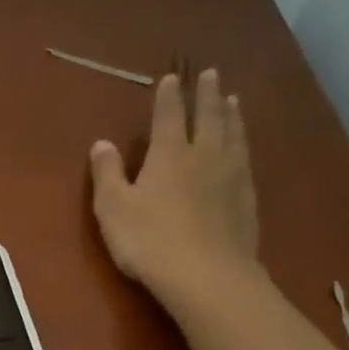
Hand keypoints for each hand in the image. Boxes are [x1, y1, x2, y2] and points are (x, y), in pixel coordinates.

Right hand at [89, 68, 260, 298]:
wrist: (206, 275)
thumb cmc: (150, 240)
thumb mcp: (113, 208)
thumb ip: (107, 173)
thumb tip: (101, 143)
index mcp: (169, 154)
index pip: (169, 115)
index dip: (168, 96)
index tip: (171, 78)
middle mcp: (204, 155)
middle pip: (209, 117)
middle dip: (207, 94)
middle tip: (211, 74)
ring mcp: (231, 177)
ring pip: (233, 135)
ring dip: (232, 115)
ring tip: (234, 100)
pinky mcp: (247, 200)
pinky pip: (246, 161)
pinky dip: (243, 146)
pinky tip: (243, 149)